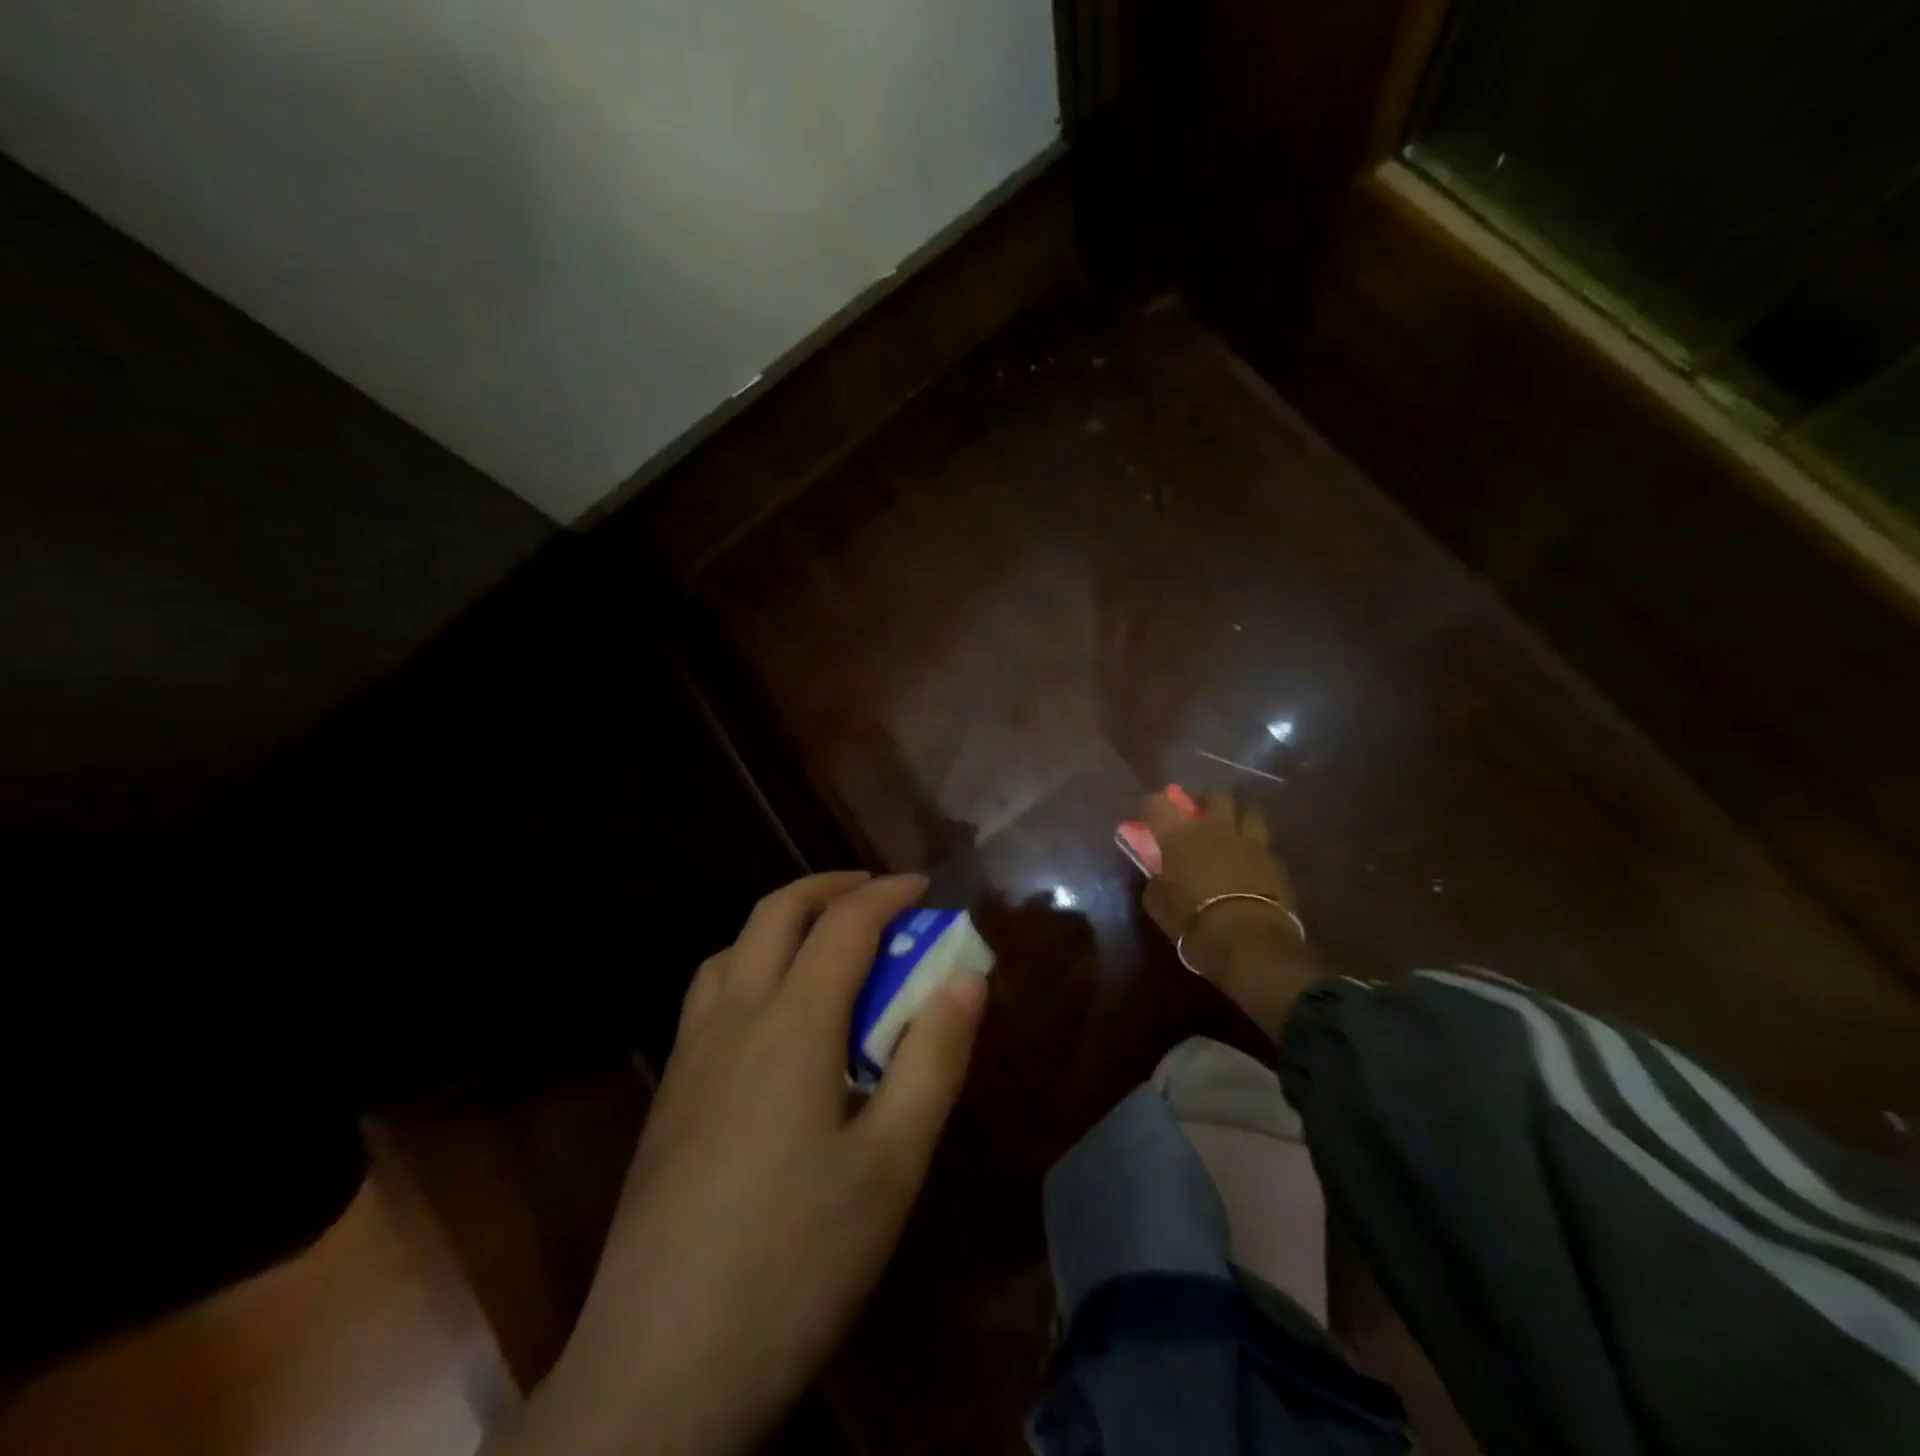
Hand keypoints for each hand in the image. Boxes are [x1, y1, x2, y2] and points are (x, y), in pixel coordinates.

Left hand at [514, 872, 984, 1455]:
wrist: (657, 1370)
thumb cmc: (796, 1261)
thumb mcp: (892, 1164)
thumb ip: (934, 1059)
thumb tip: (967, 977)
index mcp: (793, 1024)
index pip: (845, 925)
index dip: (889, 895)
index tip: (925, 887)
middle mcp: (734, 1018)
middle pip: (775, 914)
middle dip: (829, 888)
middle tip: (875, 896)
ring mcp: (690, 1056)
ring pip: (732, 949)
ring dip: (782, 924)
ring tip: (823, 947)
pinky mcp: (668, 1097)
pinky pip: (709, 995)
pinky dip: (750, 966)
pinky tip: (771, 1022)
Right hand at [1141, 790, 1318, 1038]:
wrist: (1249, 942)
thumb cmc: (1193, 922)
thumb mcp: (1158, 904)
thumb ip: (1158, 879)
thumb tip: (1161, 873)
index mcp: (1180, 834)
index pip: (1158, 802)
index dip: (1152, 806)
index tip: (1150, 817)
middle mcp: (1216, 828)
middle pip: (1215, 795)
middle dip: (1207, 802)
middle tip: (1201, 818)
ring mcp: (1252, 842)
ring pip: (1250, 812)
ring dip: (1239, 819)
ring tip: (1233, 834)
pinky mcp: (1277, 862)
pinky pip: (1266, 845)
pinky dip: (1257, 850)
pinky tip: (1253, 864)